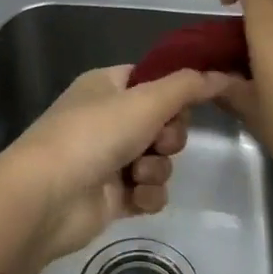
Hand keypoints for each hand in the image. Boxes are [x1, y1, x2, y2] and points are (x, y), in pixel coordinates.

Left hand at [0, 64, 231, 262]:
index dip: (174, 94)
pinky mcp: (111, 197)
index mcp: (106, 87)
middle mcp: (106, 120)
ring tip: (137, 174)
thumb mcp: (146, 100)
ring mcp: (107, 160)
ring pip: (159, 160)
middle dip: (169, 137)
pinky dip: (147, 195)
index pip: (153, 81)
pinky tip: (135, 198)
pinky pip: (149, 191)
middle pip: (163, 123)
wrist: (48, 197)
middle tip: (158, 142)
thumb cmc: (94, 135)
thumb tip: (225, 75)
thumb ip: (189, 86)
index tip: (186, 104)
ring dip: (157, 168)